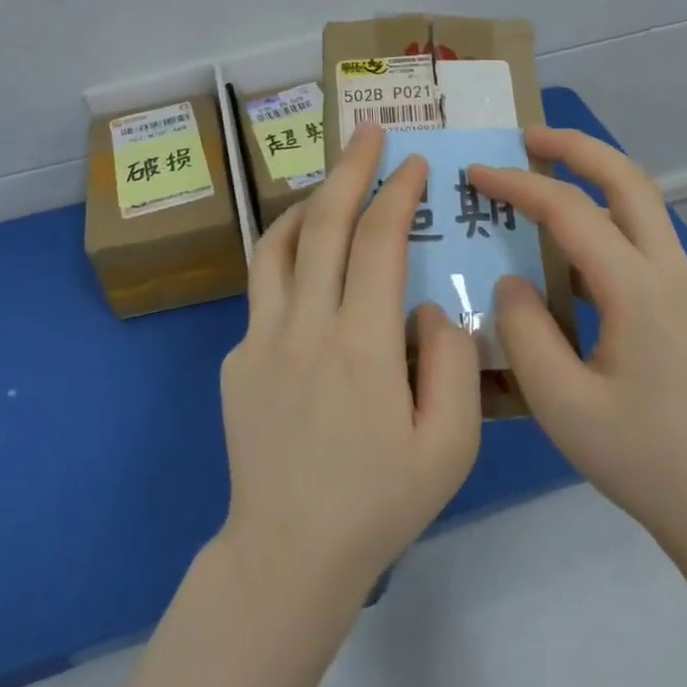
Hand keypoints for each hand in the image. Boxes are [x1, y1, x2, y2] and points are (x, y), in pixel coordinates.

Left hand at [218, 120, 481, 605]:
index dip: (397, 192)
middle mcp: (305, 326)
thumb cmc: (380, 503)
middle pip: (323, 224)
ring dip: (306, 203)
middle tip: (368, 131)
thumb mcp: (451, 445)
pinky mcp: (235, 359)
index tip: (415, 162)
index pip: (378, 241)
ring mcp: (260, 339)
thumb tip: (428, 304)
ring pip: (276, 246)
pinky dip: (288, 261)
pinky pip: (264, 292)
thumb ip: (451, 361)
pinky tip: (310, 274)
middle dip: (350, 169)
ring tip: (330, 185)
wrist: (289, 555)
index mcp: (362, 344)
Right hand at [467, 127, 686, 575]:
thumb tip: (512, 279)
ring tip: (545, 178)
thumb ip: (524, 331)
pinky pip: (644, 238)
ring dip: (595, 177)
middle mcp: (670, 272)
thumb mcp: (562, 405)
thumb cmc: (644, 460)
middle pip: (628, 179)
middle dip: (576, 147)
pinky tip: (572, 248)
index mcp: (639, 290)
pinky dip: (606, 216)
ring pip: (643, 204)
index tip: (476, 172)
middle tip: (527, 136)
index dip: (518, 184)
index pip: (570, 211)